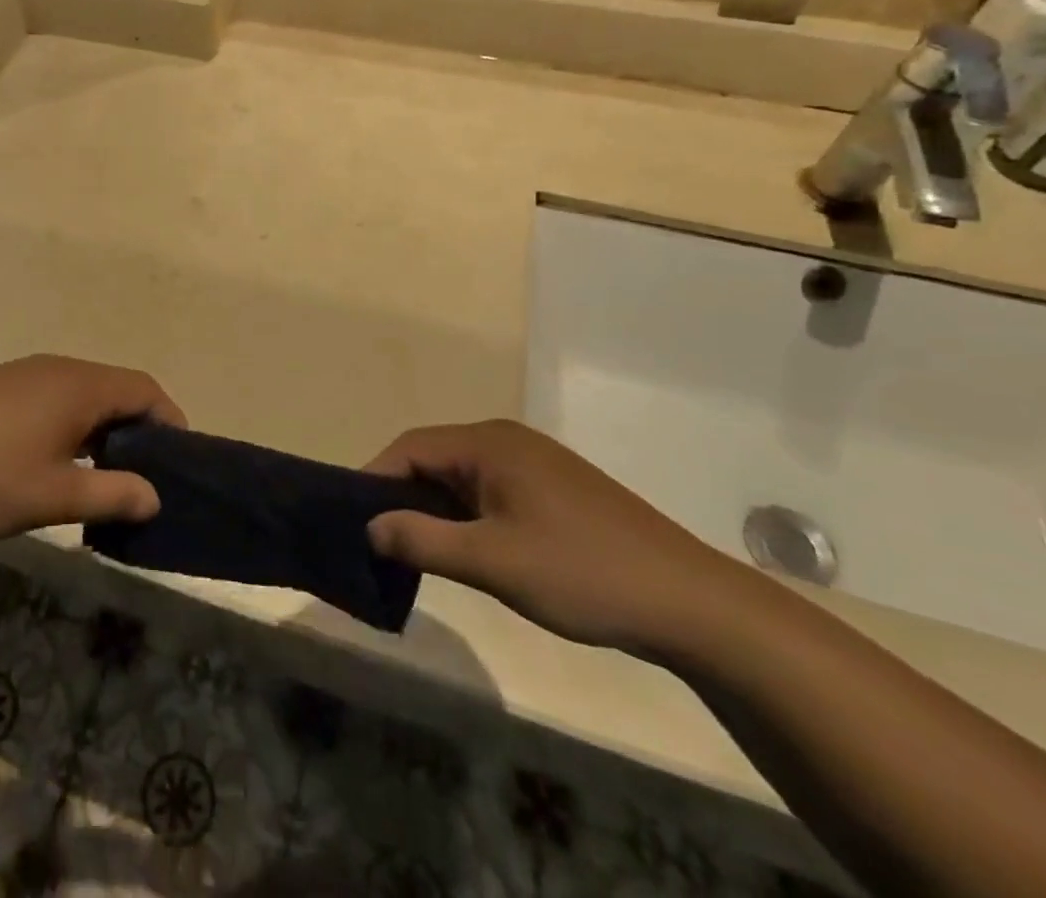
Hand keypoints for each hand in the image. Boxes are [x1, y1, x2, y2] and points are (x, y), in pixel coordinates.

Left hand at [0, 355, 184, 544]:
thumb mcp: (53, 495)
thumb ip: (112, 494)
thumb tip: (156, 496)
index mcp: (78, 385)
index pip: (144, 389)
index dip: (170, 420)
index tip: (180, 461)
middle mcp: (54, 368)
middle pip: (114, 388)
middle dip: (136, 429)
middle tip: (142, 477)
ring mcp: (19, 374)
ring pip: (80, 395)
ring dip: (100, 429)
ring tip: (100, 476)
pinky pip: (50, 399)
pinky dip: (68, 425)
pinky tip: (50, 463)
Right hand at [366, 422, 746, 657]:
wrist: (692, 605)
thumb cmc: (582, 573)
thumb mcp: (492, 561)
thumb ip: (422, 540)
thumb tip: (370, 527)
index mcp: (489, 443)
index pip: (410, 447)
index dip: (374, 479)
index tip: (353, 519)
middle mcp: (508, 441)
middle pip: (434, 458)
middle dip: (402, 495)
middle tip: (379, 539)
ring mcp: (535, 464)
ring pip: (462, 478)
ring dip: (435, 509)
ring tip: (416, 550)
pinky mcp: (555, 491)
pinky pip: (490, 492)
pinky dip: (467, 515)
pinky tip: (467, 550)